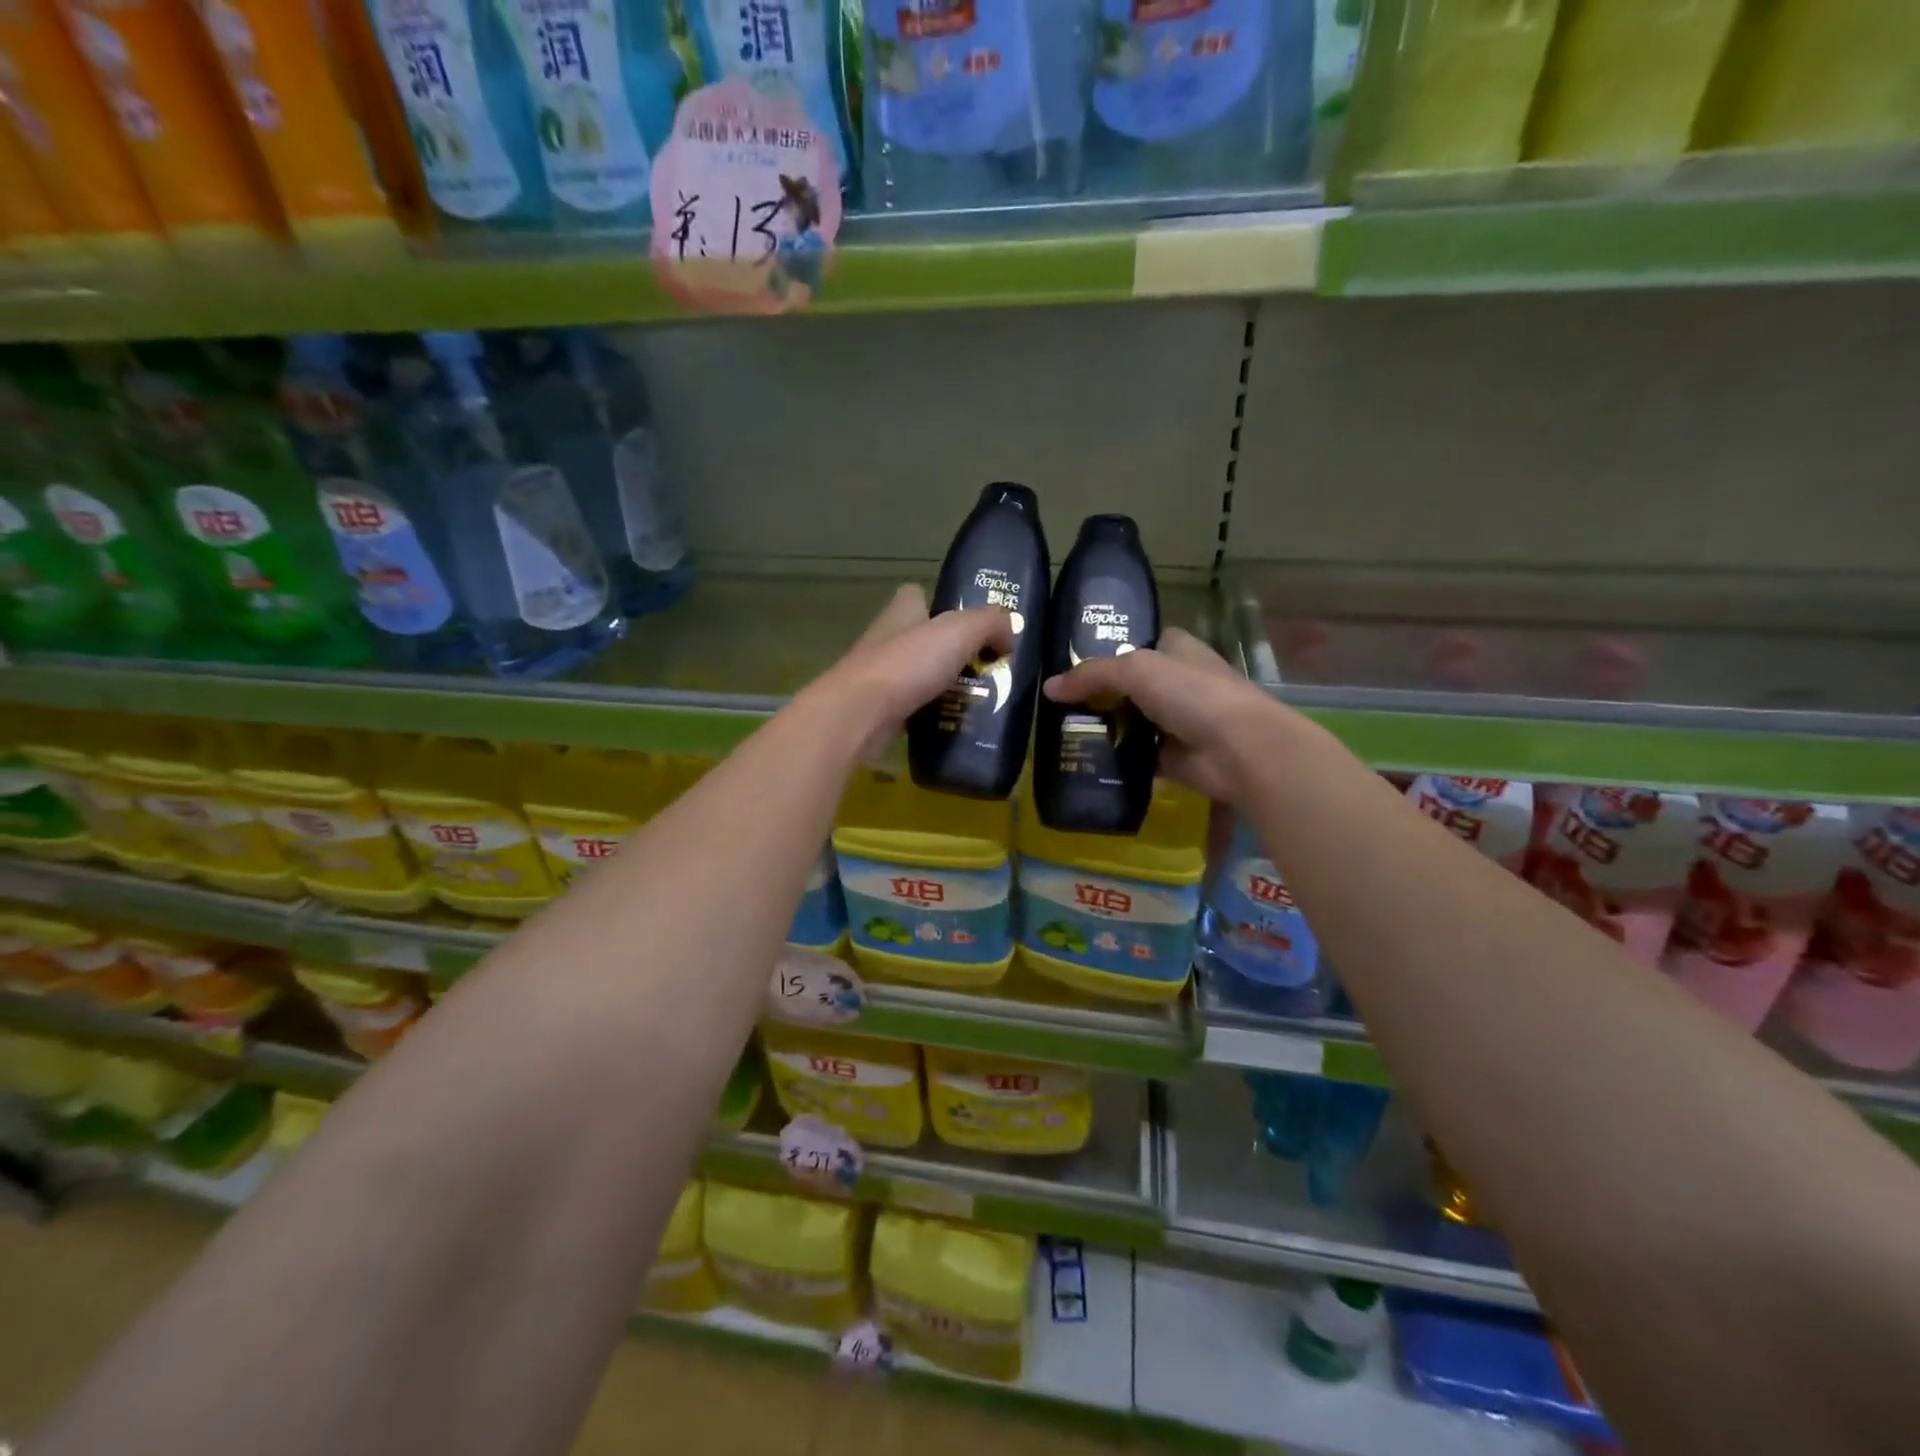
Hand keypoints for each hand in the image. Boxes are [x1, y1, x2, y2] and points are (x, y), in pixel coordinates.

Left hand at [809, 585, 1013, 761]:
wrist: (859, 715)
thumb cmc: (908, 664)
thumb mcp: (960, 631)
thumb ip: (991, 623)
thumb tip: (1009, 636)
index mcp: (901, 612)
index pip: (917, 595)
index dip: (942, 603)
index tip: (971, 623)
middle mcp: (886, 640)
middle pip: (922, 639)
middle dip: (953, 653)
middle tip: (987, 669)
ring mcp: (878, 677)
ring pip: (918, 676)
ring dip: (945, 687)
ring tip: (979, 700)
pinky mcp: (877, 711)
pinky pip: (912, 708)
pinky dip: (932, 715)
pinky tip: (954, 725)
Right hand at [1041, 627, 1280, 802]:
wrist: (1238, 749)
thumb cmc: (1192, 694)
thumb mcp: (1136, 670)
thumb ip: (1091, 675)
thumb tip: (1049, 687)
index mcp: (1176, 650)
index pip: (1138, 643)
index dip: (1107, 650)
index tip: (1070, 663)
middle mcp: (1177, 683)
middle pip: (1127, 685)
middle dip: (1096, 694)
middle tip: (1054, 703)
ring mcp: (1175, 721)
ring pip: (1128, 721)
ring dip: (1102, 728)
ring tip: (1058, 732)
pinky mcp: (1171, 756)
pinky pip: (1133, 755)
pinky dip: (1113, 759)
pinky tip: (1081, 760)